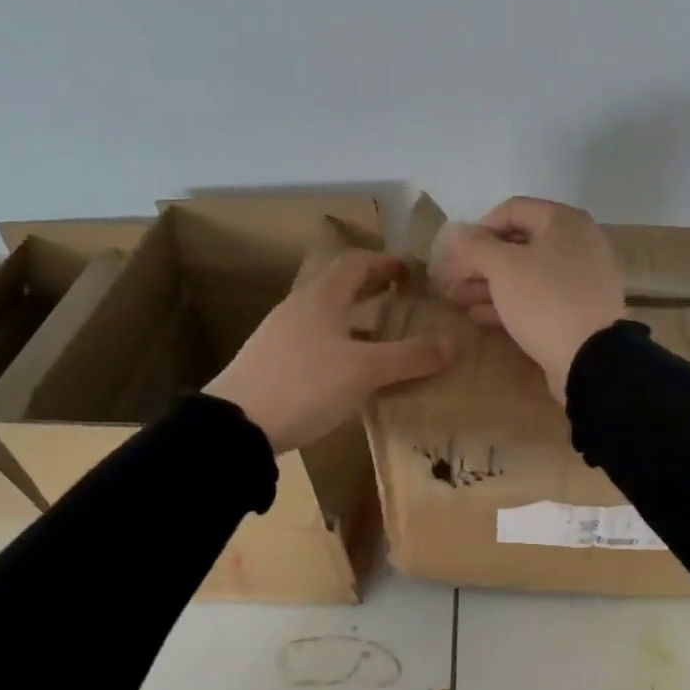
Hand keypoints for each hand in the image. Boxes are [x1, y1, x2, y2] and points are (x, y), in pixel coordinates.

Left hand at [206, 250, 452, 454]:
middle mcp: (299, 309)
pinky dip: (340, 344)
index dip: (387, 261)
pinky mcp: (271, 364)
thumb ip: (411, 356)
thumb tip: (455, 343)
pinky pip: (315, 342)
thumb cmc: (304, 385)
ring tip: (385, 338)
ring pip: (327, 316)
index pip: (357, 263)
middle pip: (340, 287)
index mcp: (321, 298)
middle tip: (405, 299)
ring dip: (357, 319)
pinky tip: (351, 372)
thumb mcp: (365, 370)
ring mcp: (280, 337)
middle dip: (374, 289)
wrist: (234, 427)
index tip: (413, 270)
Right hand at [434, 197, 624, 401]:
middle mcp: (577, 242)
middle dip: (480, 262)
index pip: (511, 210)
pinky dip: (510, 302)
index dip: (478, 228)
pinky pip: (539, 297)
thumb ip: (476, 245)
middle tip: (449, 279)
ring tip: (456, 299)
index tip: (454, 252)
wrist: (591, 358)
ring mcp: (580, 277)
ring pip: (526, 273)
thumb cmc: (545, 300)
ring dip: (489, 284)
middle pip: (518, 244)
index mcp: (564, 221)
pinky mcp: (578, 309)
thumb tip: (457, 231)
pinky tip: (479, 315)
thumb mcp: (503, 267)